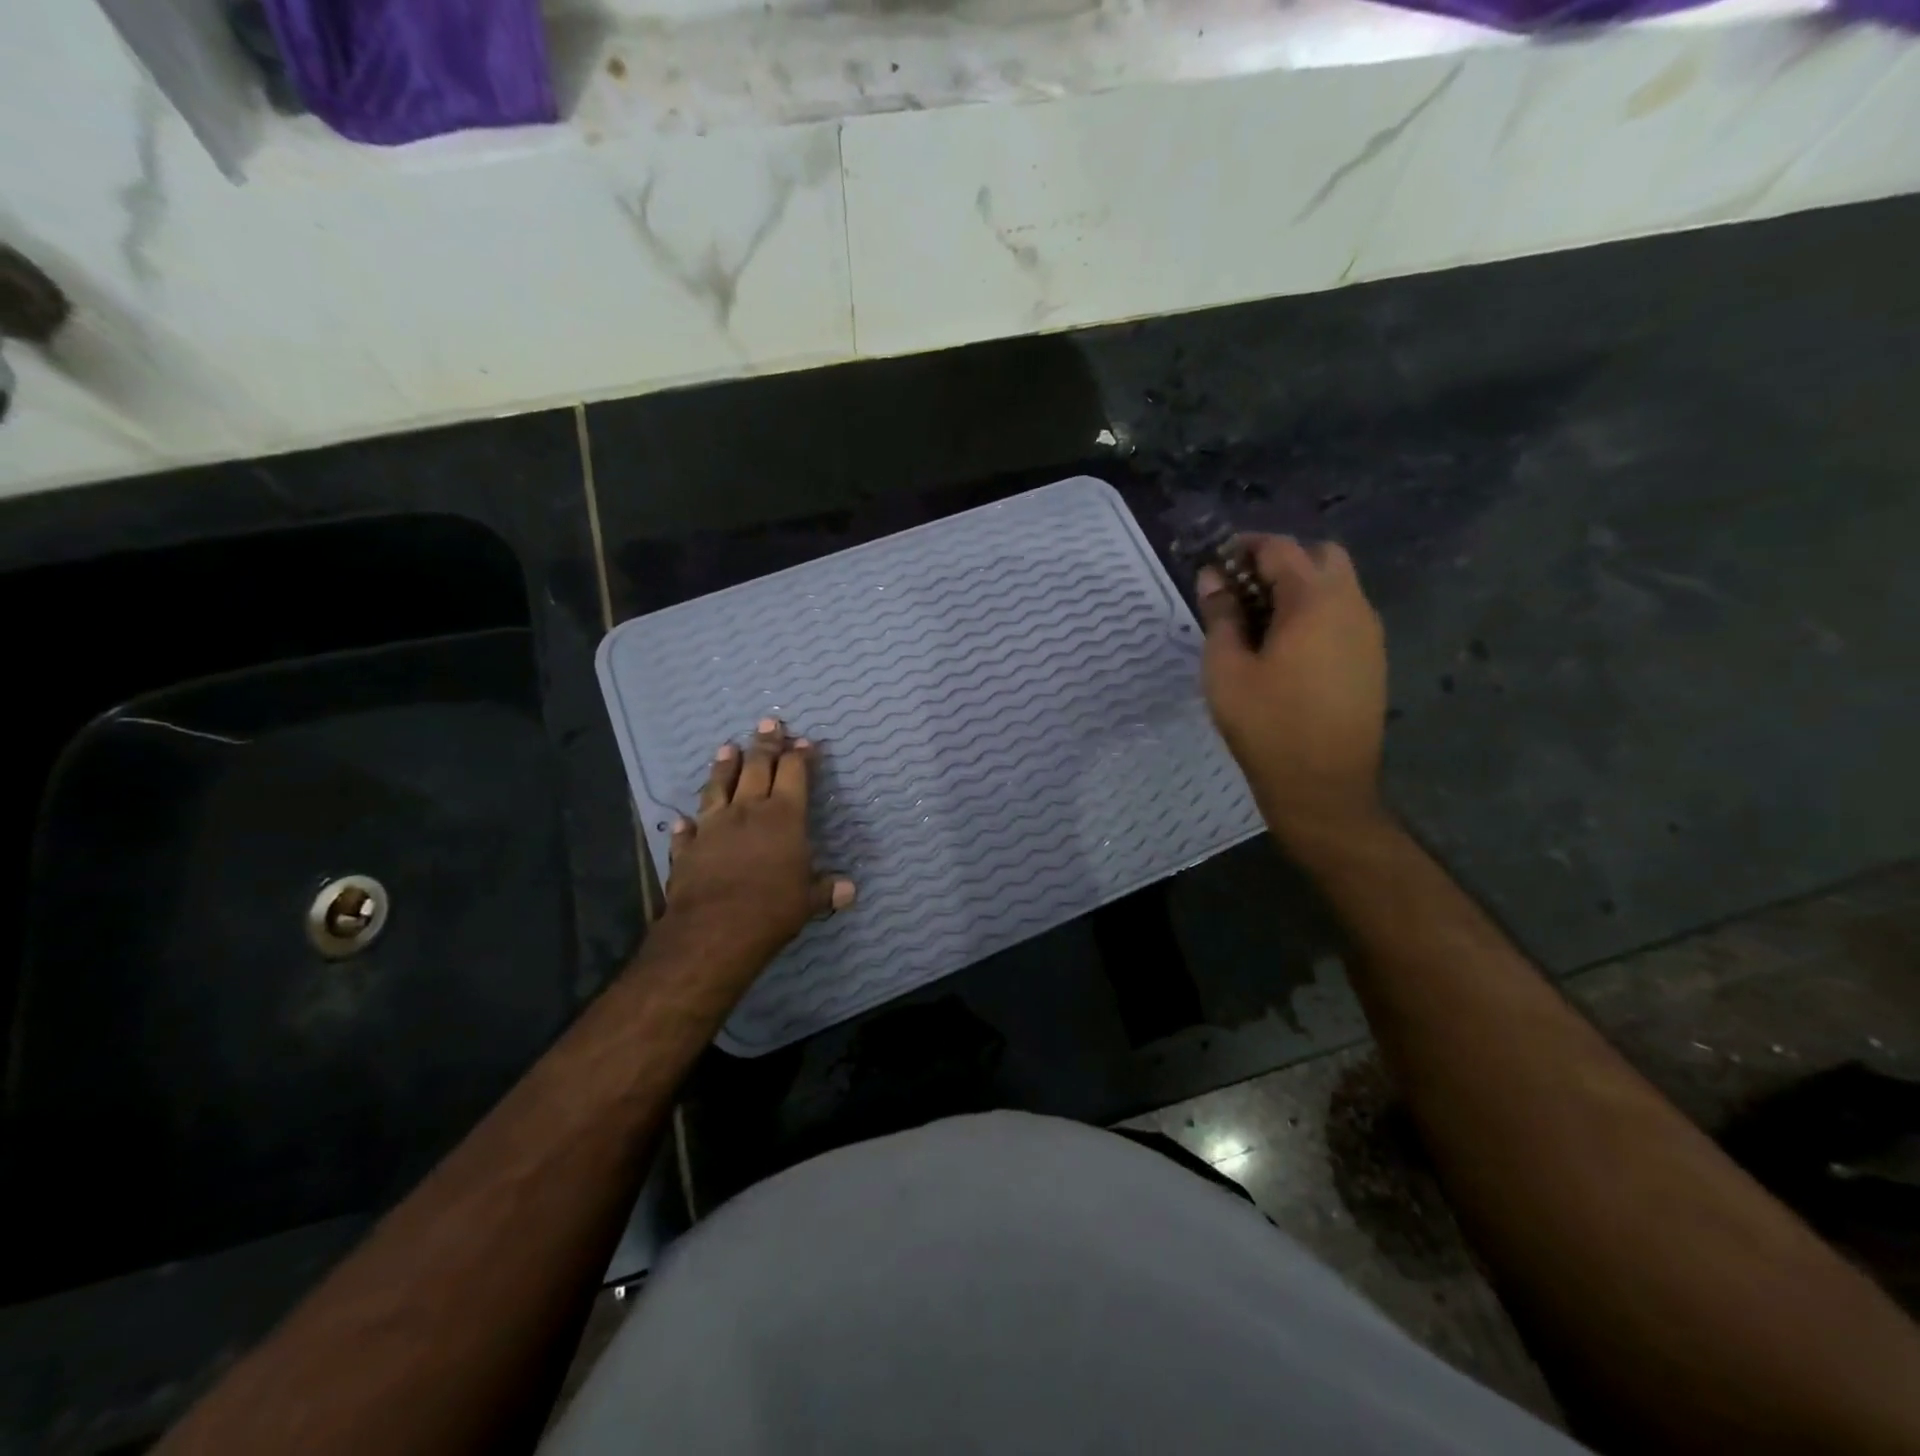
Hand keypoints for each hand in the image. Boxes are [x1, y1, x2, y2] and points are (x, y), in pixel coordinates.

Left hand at [661, 718, 854, 975]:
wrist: (714, 929)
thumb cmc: (772, 908)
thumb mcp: (808, 901)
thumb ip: (826, 890)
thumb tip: (850, 890)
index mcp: (784, 817)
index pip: (794, 774)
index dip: (800, 756)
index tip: (805, 741)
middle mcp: (748, 811)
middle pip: (757, 768)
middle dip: (765, 744)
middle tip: (768, 722)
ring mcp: (713, 827)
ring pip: (719, 787)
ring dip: (724, 767)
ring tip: (726, 748)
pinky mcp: (688, 848)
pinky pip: (687, 831)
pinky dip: (686, 824)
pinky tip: (681, 819)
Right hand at [1197, 536, 1388, 851]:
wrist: (1323, 785)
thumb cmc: (1266, 725)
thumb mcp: (1226, 669)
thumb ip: (1220, 616)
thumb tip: (1213, 579)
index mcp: (1314, 601)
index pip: (1281, 549)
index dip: (1246, 547)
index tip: (1218, 561)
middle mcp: (1352, 606)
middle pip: (1321, 556)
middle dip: (1281, 560)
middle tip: (1243, 589)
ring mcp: (1369, 633)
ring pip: (1338, 585)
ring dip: (1301, 587)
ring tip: (1260, 620)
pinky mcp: (1372, 659)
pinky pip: (1345, 615)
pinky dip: (1317, 612)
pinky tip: (1288, 647)